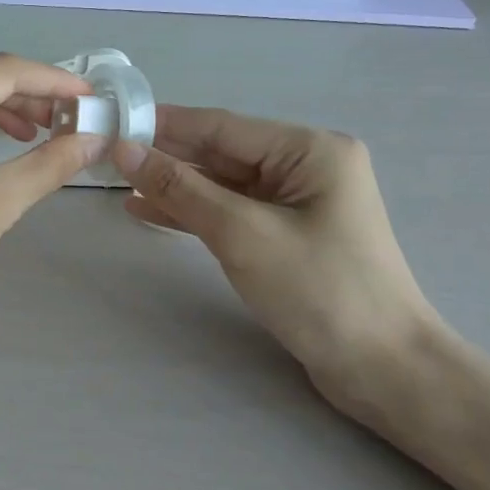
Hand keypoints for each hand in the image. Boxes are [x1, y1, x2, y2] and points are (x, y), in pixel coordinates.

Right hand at [113, 107, 438, 412]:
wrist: (383, 369)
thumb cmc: (319, 290)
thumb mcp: (242, 234)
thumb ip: (181, 189)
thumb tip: (126, 150)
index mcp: (309, 150)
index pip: (222, 127)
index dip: (164, 124)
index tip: (113, 120)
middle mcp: (305, 166)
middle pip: (221, 152)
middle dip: (166, 154)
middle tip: (107, 152)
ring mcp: (297, 202)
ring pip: (222, 184)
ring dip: (174, 186)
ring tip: (118, 182)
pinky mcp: (287, 235)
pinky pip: (231, 212)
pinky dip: (193, 213)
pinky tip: (149, 211)